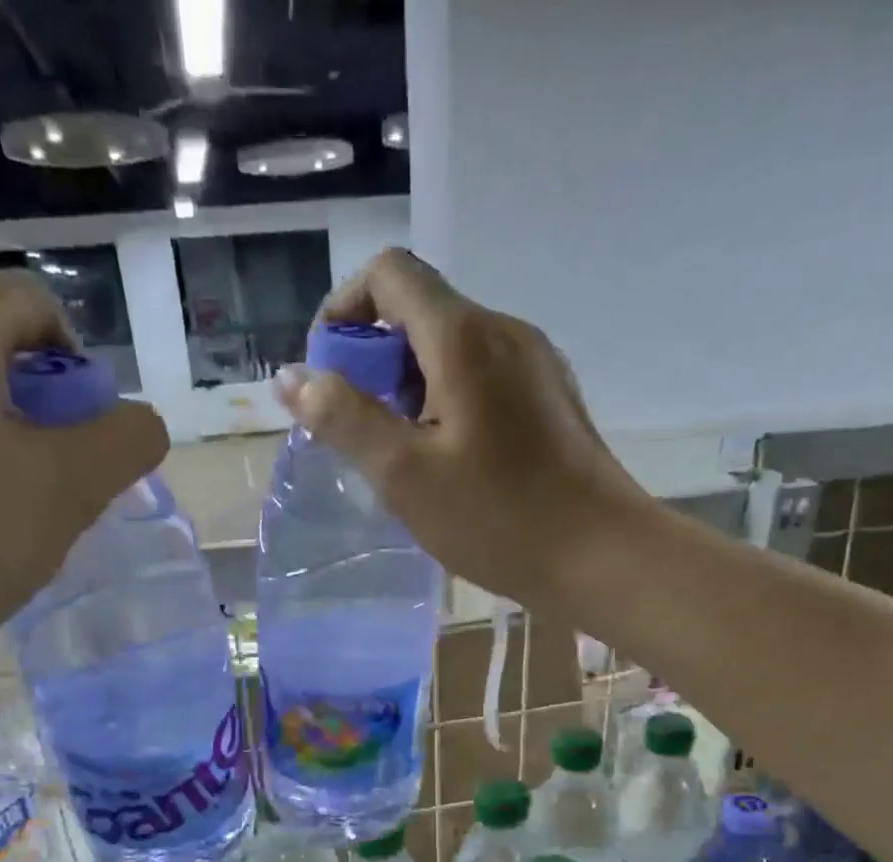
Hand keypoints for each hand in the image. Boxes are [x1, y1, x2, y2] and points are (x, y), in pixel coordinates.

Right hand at [274, 248, 650, 613]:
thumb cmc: (498, 519)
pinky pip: (485, 379)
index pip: (389, 274)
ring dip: (412, 388)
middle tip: (365, 434)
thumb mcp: (404, 474)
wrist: (600, 556)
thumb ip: (344, 419)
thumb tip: (291, 376)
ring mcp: (537, 364)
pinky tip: (451, 464)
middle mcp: (505, 331)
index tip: (330, 375)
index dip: (344, 310)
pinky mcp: (552, 399)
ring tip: (406, 458)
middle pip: (422, 312)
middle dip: (376, 361)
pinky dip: (450, 403)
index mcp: (465, 336)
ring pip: (454, 350)